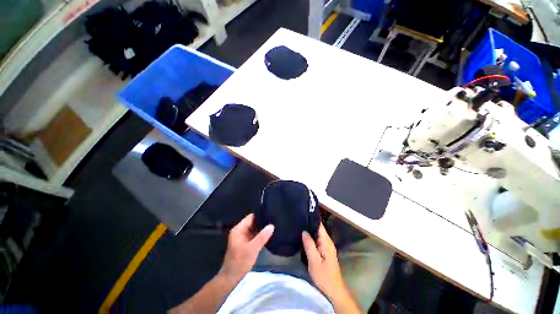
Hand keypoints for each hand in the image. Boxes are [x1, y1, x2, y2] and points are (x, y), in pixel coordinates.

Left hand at [220, 214, 273, 283]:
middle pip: (252, 222)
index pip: (250, 217)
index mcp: (239, 229)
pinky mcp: (245, 243)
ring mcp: (242, 237)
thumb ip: (262, 236)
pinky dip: (259, 235)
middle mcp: (240, 231)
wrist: (231, 278)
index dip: (260, 215)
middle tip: (274, 221)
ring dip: (261, 229)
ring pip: (253, 229)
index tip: (270, 214)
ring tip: (273, 226)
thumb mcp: (253, 248)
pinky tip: (267, 235)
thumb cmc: (240, 261)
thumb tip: (271, 225)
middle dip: (262, 222)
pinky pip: (253, 235)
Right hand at [302, 224, 345, 298]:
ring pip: (316, 236)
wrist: (333, 292)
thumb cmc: (324, 277)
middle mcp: (327, 243)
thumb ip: (309, 245)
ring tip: (297, 226)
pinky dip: (309, 239)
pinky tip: (302, 238)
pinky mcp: (323, 253)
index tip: (302, 213)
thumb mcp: (314, 261)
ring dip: (308, 232)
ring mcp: (325, 248)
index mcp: (326, 242)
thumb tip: (304, 231)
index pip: (320, 225)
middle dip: (308, 225)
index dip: (312, 219)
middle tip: (297, 219)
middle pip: (317, 229)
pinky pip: (315, 242)